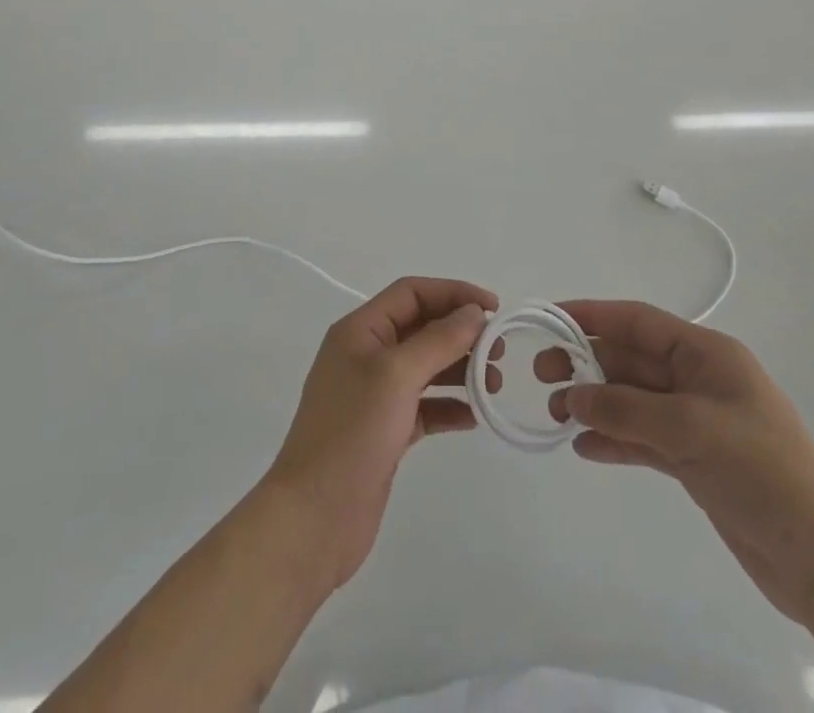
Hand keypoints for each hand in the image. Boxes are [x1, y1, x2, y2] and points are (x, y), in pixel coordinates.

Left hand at [261, 277, 498, 591]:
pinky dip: (449, 406)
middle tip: (499, 349)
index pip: (411, 293)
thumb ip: (438, 339)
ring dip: (460, 368)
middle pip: (421, 327)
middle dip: (460, 332)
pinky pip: (424, 406)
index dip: (453, 292)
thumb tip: (473, 312)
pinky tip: (474, 416)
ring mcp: (374, 395)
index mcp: (360, 330)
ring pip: (426, 366)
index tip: (493, 308)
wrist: (313, 519)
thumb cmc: (352, 433)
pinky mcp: (384, 431)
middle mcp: (366, 355)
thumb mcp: (397, 375)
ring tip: (494, 382)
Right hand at [537, 300, 813, 624]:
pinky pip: (642, 439)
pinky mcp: (693, 460)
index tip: (551, 319)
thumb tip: (574, 396)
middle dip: (586, 364)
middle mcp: (697, 380)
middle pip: (630, 361)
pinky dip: (614, 440)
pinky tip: (584, 448)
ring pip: (631, 401)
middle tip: (542, 376)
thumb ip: (627, 410)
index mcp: (706, 354)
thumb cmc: (763, 471)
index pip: (639, 321)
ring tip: (556, 415)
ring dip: (594, 404)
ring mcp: (695, 421)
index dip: (594, 315)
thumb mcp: (692, 430)